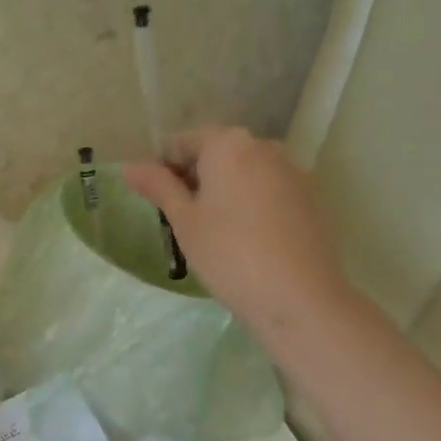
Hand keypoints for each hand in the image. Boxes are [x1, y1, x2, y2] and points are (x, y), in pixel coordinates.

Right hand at [123, 126, 350, 338]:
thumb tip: (130, 166)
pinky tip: (243, 239)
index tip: (155, 203)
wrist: (298, 298)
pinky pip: (267, 190)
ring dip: (221, 191)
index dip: (162, 169)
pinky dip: (249, 204)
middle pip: (216, 153)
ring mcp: (292, 171)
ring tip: (211, 232)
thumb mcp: (184, 220)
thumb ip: (158, 186)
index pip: (182, 142)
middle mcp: (264, 146)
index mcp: (229, 144)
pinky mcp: (310, 197)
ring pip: (243, 172)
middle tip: (179, 220)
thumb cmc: (229, 254)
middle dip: (194, 179)